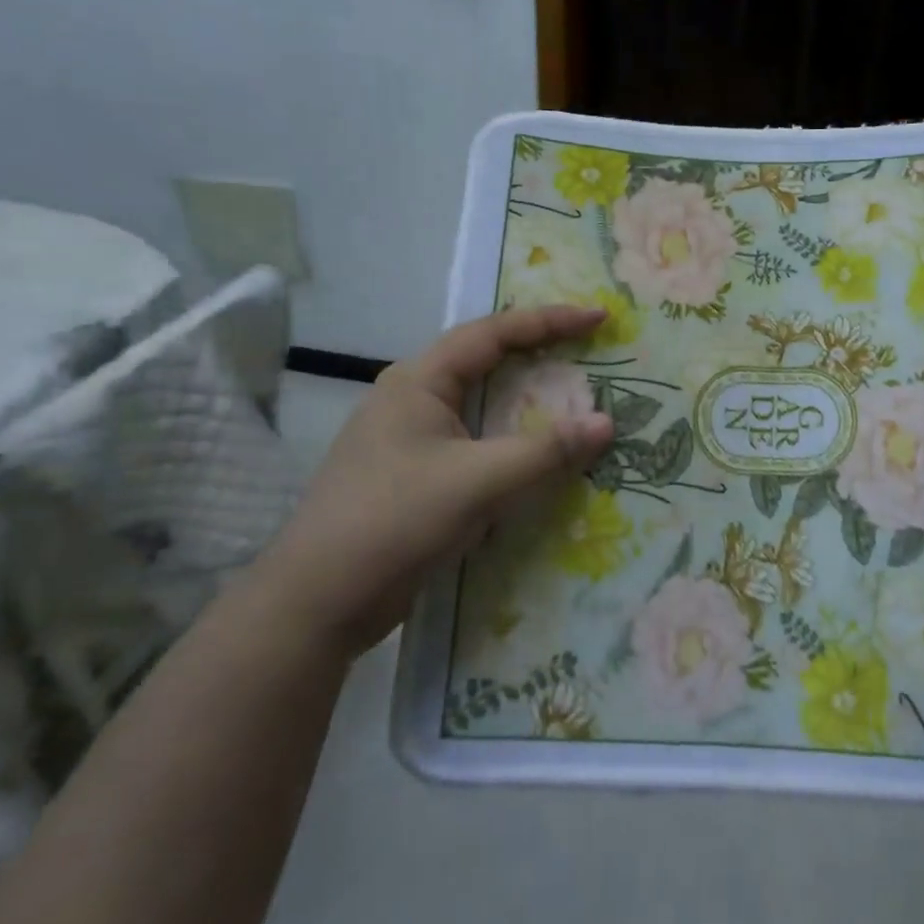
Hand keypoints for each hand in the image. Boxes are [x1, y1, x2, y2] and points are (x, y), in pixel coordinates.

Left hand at [253, 306, 614, 655]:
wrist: (315, 603)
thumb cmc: (394, 521)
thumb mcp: (477, 482)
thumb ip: (545, 451)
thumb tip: (607, 424)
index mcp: (419, 379)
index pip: (494, 332)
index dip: (550, 321)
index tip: (599, 319)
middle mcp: (412, 397)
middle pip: (485, 360)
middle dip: (538, 353)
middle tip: (587, 352)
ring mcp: (408, 437)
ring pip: (478, 402)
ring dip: (524, 399)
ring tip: (569, 398)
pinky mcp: (412, 474)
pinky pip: (472, 440)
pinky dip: (508, 438)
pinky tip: (532, 456)